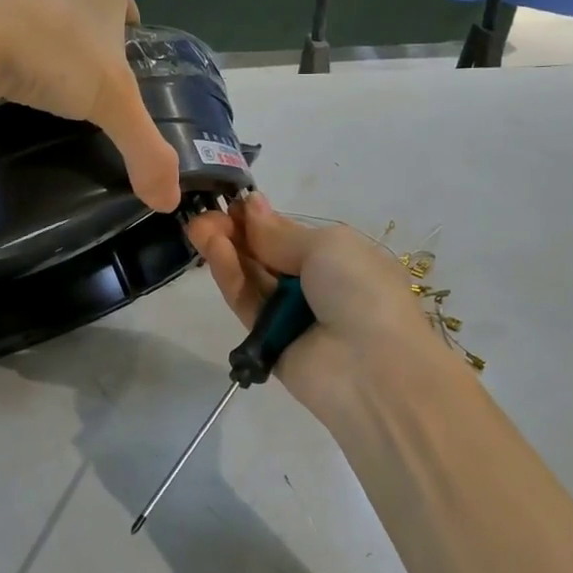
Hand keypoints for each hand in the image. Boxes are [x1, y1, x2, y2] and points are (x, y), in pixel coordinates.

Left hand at [0, 0, 180, 212]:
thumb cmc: (50, 48)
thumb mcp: (113, 104)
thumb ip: (148, 151)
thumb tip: (169, 202)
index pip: (129, 14)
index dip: (126, 52)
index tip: (115, 88)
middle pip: (86, 16)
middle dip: (85, 52)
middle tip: (79, 97)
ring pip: (40, 19)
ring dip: (43, 50)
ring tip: (38, 93)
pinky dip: (2, 52)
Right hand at [186, 195, 446, 427]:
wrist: (374, 370)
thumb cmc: (361, 291)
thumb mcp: (328, 246)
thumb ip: (280, 233)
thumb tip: (251, 204)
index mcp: (340, 258)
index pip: (290, 234)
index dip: (259, 218)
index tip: (230, 202)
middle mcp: (315, 285)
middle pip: (266, 254)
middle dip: (236, 232)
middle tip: (205, 214)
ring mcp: (290, 314)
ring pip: (252, 277)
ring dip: (227, 250)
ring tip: (198, 227)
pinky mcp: (266, 341)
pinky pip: (246, 303)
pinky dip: (230, 276)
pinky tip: (214, 250)